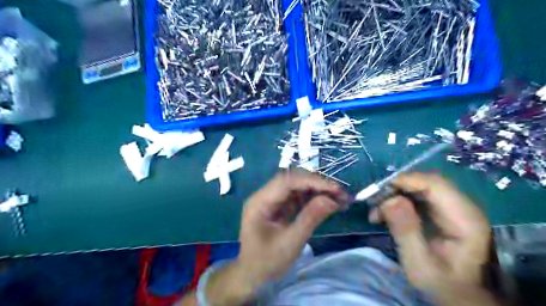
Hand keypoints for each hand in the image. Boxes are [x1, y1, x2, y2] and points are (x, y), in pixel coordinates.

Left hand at [203, 169, 346, 304]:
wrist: (252, 277)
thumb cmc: (266, 262)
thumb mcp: (290, 242)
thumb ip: (310, 218)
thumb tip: (333, 199)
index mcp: (259, 202)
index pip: (287, 181)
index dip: (312, 181)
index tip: (335, 189)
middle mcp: (263, 196)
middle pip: (292, 181)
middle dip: (317, 185)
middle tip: (341, 194)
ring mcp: (271, 201)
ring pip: (296, 188)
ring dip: (317, 191)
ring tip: (339, 198)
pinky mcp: (278, 207)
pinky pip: (296, 198)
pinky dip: (312, 199)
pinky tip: (327, 203)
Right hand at [368, 175, 493, 298]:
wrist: (457, 296)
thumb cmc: (442, 285)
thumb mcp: (419, 264)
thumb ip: (406, 231)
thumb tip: (389, 200)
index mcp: (465, 219)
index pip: (435, 185)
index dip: (405, 181)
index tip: (378, 191)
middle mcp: (461, 207)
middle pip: (425, 182)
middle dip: (396, 188)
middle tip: (373, 202)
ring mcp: (451, 208)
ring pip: (418, 187)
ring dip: (394, 195)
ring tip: (375, 213)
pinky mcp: (440, 211)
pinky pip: (416, 196)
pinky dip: (397, 202)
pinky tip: (383, 215)